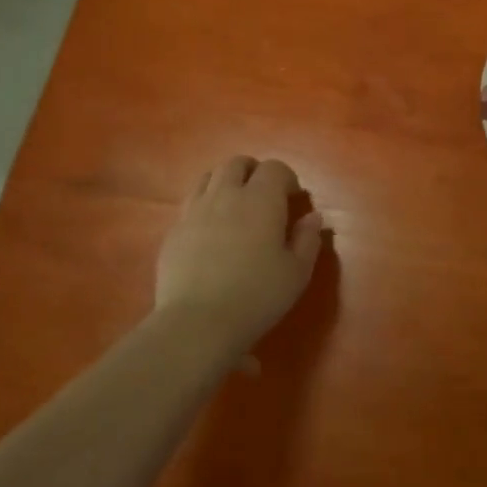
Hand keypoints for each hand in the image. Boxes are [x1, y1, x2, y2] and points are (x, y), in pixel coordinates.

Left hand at [155, 156, 322, 350]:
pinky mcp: (173, 231)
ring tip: (234, 206)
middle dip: (253, 171)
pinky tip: (210, 231)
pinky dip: (204, 206)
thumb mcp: (297, 273)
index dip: (286, 178)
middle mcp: (226, 195)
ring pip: (208, 177)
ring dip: (225, 182)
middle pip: (237, 163)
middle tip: (264, 195)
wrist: (197, 323)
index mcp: (261, 199)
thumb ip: (308, 239)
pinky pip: (190, 204)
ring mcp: (195, 210)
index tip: (293, 198)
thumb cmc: (256, 296)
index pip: (274, 168)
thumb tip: (313, 217)